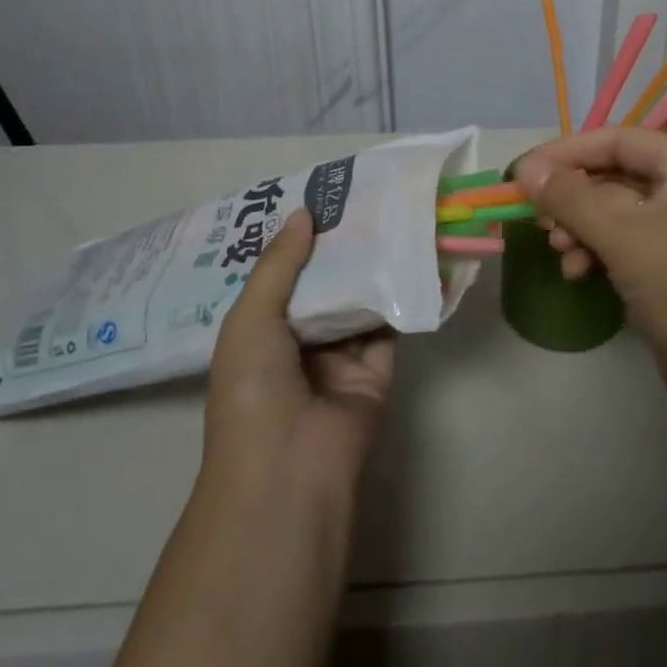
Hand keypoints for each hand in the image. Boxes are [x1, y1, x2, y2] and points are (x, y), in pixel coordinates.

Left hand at [203, 210, 394, 503]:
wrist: (290, 468)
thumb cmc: (254, 388)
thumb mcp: (251, 318)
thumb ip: (279, 264)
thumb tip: (303, 212)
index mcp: (261, 332)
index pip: (283, 276)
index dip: (299, 240)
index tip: (322, 198)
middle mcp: (300, 341)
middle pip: (325, 285)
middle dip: (341, 247)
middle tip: (365, 198)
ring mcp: (340, 357)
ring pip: (359, 301)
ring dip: (373, 266)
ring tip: (393, 215)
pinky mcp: (377, 370)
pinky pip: (391, 326)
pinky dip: (402, 296)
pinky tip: (416, 256)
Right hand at [516, 127, 666, 436]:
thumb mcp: (621, 237)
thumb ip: (570, 198)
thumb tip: (524, 168)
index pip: (621, 140)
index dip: (571, 150)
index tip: (527, 171)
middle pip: (616, 175)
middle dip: (573, 197)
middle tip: (536, 216)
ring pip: (615, 211)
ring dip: (581, 227)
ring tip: (558, 250)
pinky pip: (624, 240)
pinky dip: (597, 249)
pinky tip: (576, 271)